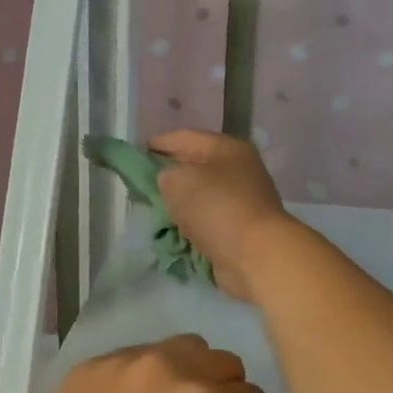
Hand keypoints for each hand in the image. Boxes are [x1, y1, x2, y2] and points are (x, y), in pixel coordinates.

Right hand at [150, 130, 296, 300]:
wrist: (256, 255)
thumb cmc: (217, 207)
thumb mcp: (179, 181)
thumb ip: (166, 175)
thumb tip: (171, 182)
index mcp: (228, 149)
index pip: (186, 137)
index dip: (159, 143)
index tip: (136, 152)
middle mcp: (239, 170)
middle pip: (197, 166)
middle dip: (170, 174)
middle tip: (142, 183)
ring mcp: (243, 201)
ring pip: (203, 196)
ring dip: (181, 203)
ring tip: (155, 208)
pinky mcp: (241, 229)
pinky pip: (208, 221)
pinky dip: (192, 225)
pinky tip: (174, 231)